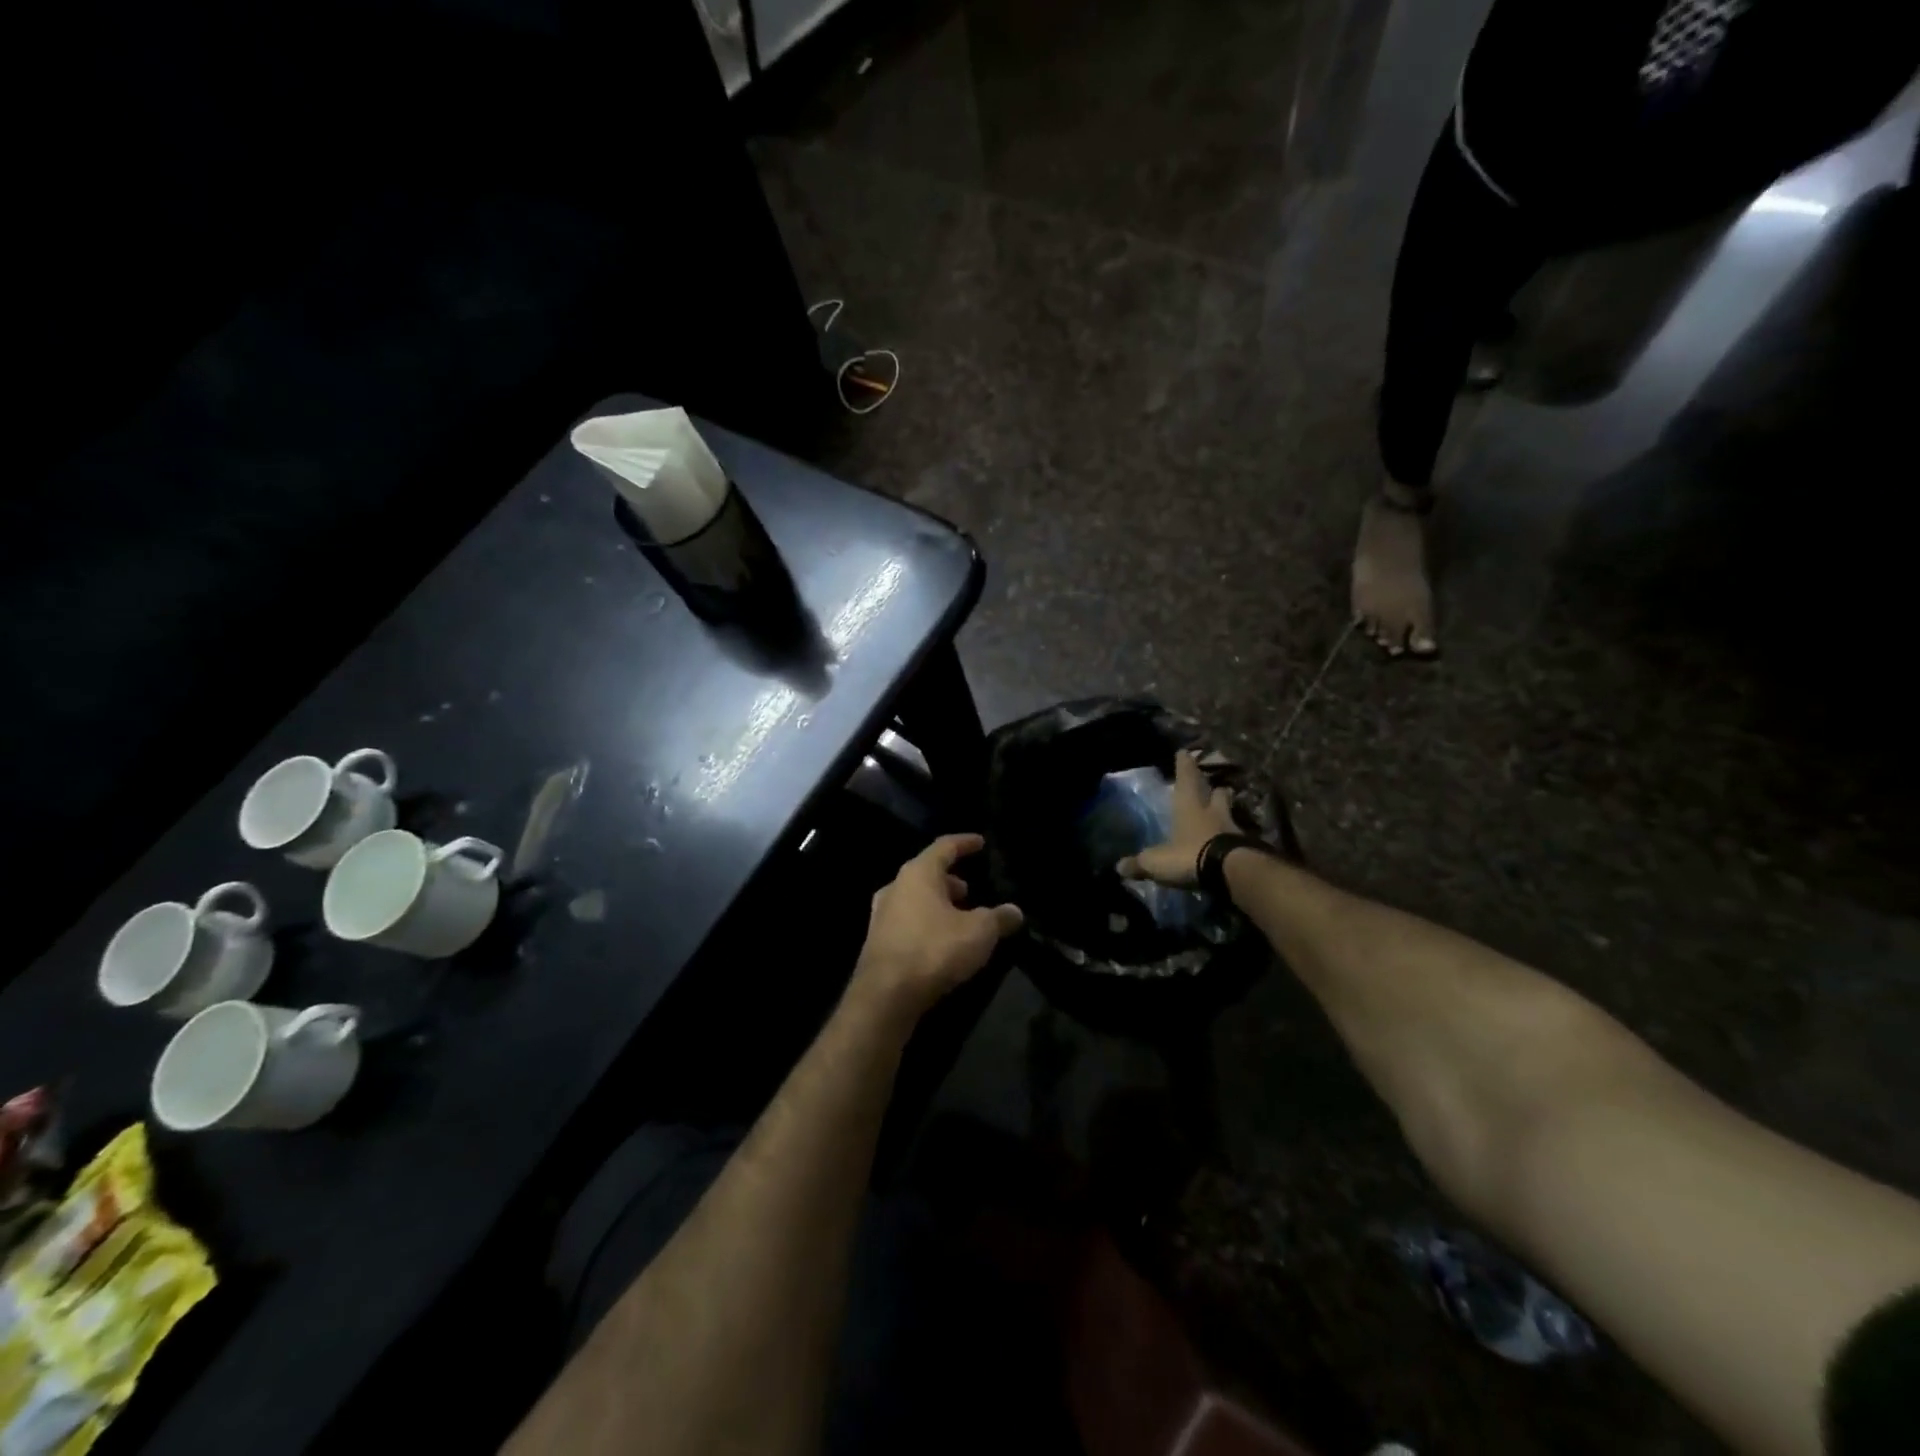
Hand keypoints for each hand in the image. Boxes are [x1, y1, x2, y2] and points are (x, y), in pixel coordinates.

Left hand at [852, 834, 1022, 1022]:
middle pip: (926, 873)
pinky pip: (907, 921)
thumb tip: (1015, 911)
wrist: (886, 995)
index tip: (980, 842)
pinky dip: (926, 922)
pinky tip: (941, 940)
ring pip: (915, 898)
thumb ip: (999, 918)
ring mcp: (881, 914)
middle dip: (950, 879)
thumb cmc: (934, 949)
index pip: (944, 847)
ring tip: (959, 916)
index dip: (964, 843)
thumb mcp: (979, 933)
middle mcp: (896, 887)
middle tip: (969, 889)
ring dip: (937, 903)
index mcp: (918, 873)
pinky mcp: (878, 941)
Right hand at [1116, 751, 1237, 887]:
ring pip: (1229, 810)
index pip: (1186, 778)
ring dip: (1226, 808)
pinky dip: (1234, 836)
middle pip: (1216, 791)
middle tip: (1211, 785)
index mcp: (1188, 805)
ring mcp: (1232, 827)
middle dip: (1212, 787)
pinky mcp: (1246, 846)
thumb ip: (1139, 863)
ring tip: (1222, 810)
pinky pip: (1238, 835)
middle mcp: (1212, 811)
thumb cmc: (1189, 855)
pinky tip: (1230, 840)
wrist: (1232, 873)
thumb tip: (1119, 867)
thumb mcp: (1156, 861)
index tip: (1185, 752)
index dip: (1184, 765)